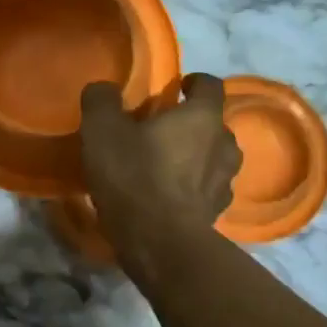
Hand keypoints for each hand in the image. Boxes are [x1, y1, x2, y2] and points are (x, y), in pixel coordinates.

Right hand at [79, 74, 240, 245]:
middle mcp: (224, 144)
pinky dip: (192, 189)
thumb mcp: (103, 131)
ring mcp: (225, 182)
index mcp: (203, 117)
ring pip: (214, 158)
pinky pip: (207, 190)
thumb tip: (103, 89)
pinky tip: (169, 197)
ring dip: (196, 157)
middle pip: (214, 124)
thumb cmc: (135, 177)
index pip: (210, 85)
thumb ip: (102, 101)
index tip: (176, 87)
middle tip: (162, 131)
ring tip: (167, 165)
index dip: (194, 82)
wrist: (160, 243)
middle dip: (192, 124)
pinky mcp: (217, 213)